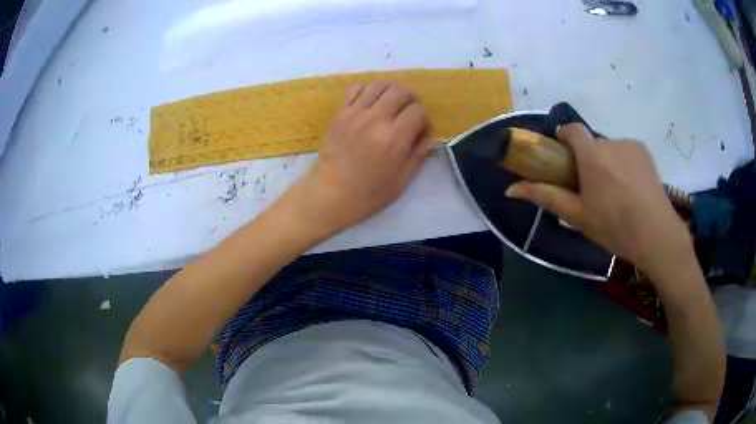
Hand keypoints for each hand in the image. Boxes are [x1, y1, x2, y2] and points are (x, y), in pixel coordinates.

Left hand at [293, 81, 430, 231]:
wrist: (330, 194)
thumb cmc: (368, 194)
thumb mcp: (401, 181)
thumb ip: (418, 156)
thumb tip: (426, 138)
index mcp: (394, 138)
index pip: (418, 111)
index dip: (423, 119)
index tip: (419, 129)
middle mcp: (376, 119)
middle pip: (401, 92)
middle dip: (411, 100)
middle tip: (409, 112)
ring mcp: (355, 113)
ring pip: (379, 85)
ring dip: (390, 91)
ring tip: (390, 104)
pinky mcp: (340, 113)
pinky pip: (356, 89)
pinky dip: (368, 91)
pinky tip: (370, 104)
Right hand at [506, 124, 691, 277]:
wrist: (656, 235)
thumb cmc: (614, 227)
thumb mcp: (577, 216)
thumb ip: (546, 197)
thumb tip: (510, 188)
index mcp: (592, 155)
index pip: (572, 129)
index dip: (565, 137)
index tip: (564, 156)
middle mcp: (611, 142)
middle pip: (592, 144)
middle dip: (588, 160)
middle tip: (593, 190)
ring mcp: (631, 146)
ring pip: (610, 149)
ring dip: (607, 163)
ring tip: (616, 194)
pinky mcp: (645, 152)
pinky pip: (627, 152)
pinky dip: (624, 164)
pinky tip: (632, 189)